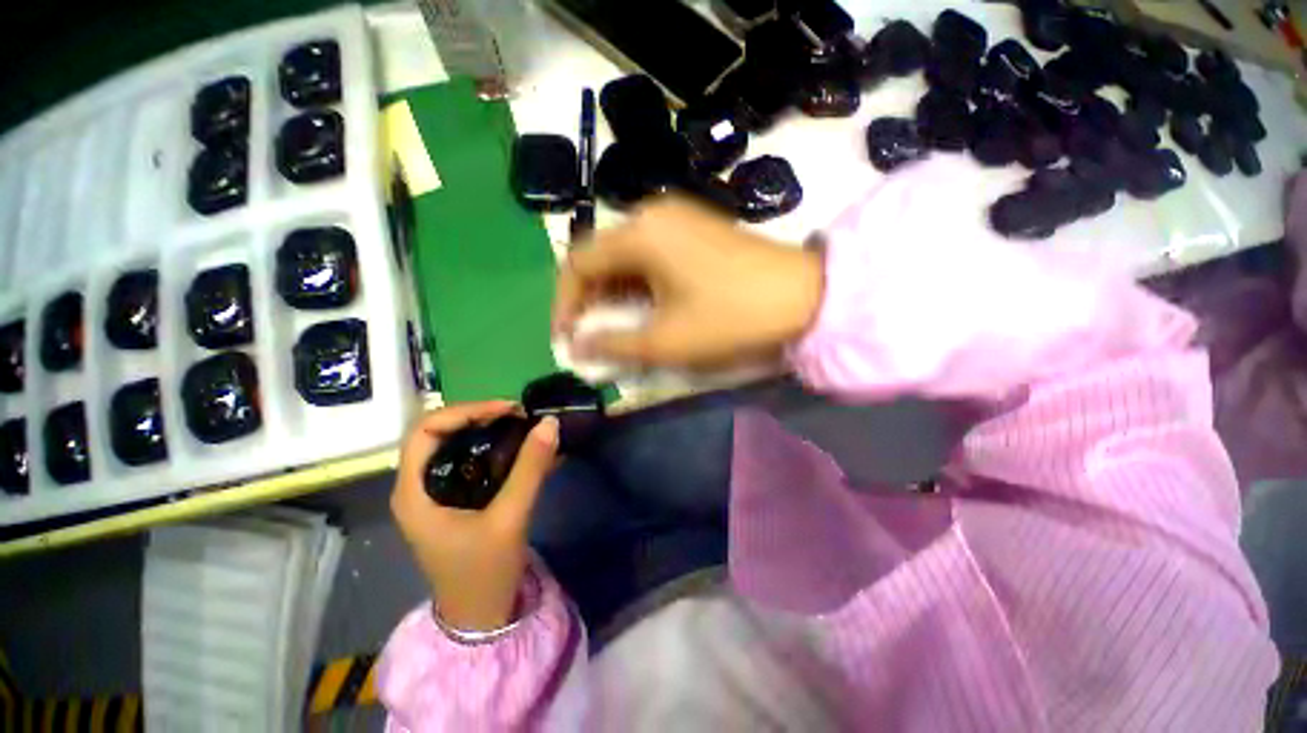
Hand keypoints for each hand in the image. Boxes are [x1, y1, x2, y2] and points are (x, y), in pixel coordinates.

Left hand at [391, 402, 559, 631]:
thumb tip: (549, 423)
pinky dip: (501, 451)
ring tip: (527, 429)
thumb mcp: (510, 518)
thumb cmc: (484, 572)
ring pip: (461, 446)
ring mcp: (438, 493)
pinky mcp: (458, 500)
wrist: (481, 617)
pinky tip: (529, 451)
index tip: (507, 410)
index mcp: (415, 491)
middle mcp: (420, 486)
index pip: (426, 430)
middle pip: (443, 433)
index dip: (466, 411)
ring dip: (493, 433)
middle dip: (482, 419)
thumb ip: (530, 468)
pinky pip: (476, 463)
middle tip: (520, 418)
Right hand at [554, 197, 824, 367]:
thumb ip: (613, 345)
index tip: (567, 341)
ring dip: (615, 296)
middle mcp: (652, 215)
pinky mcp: (696, 231)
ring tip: (618, 330)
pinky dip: (640, 286)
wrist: (805, 296)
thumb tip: (577, 348)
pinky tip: (648, 309)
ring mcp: (678, 219)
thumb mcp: (666, 340)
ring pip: (626, 258)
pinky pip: (651, 257)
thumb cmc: (730, 318)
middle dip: (590, 302)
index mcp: (639, 234)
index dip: (565, 305)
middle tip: (592, 339)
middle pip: (601, 258)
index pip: (577, 264)